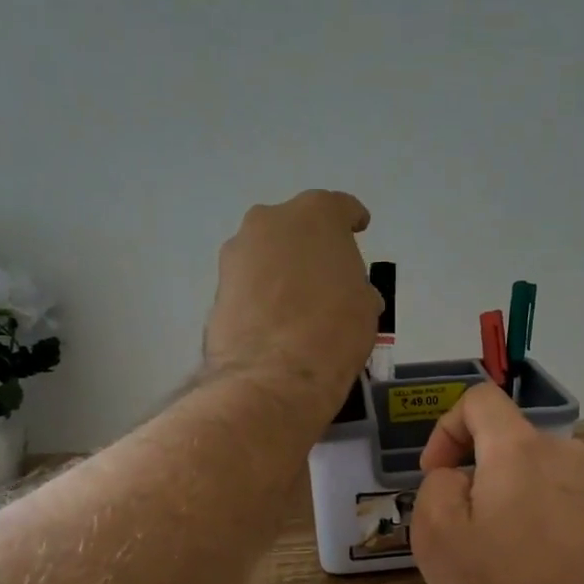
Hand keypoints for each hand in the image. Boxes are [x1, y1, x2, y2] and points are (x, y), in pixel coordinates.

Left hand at [204, 191, 380, 411]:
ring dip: (281, 269)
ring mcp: (238, 250)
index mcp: (316, 214)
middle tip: (324, 275)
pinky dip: (261, 293)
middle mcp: (271, 220)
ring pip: (267, 253)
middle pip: (296, 226)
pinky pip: (249, 281)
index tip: (358, 230)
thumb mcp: (364, 306)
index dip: (351, 221)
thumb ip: (355, 286)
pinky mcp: (218, 284)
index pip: (340, 208)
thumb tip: (348, 294)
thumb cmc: (334, 331)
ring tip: (296, 303)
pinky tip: (274, 319)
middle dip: (310, 245)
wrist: (274, 375)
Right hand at [410, 383, 583, 583]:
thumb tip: (458, 478)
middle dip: (475, 477)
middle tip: (460, 533)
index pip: (480, 400)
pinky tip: (533, 576)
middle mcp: (568, 455)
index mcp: (522, 449)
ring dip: (507, 504)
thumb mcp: (438, 539)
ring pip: (534, 478)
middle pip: (507, 444)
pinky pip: (562, 505)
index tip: (435, 475)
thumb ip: (436, 487)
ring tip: (496, 561)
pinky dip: (537, 524)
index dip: (445, 428)